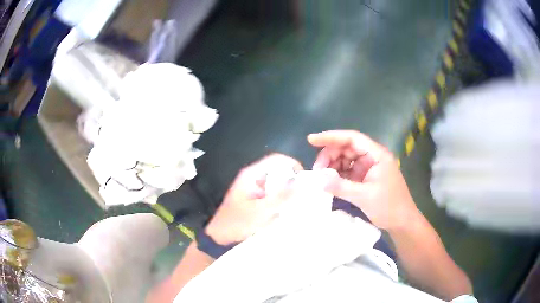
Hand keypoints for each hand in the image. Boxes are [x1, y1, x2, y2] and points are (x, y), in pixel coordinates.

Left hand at [205, 154, 302, 244]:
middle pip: (278, 172)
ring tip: (298, 205)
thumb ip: (282, 197)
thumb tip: (303, 183)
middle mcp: (254, 179)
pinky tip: (287, 213)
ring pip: (277, 186)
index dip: (292, 165)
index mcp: (252, 175)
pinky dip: (281, 202)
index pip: (277, 160)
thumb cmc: (237, 223)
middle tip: (304, 196)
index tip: (305, 180)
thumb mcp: (261, 211)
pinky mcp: (256, 201)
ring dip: (287, 194)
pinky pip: (273, 197)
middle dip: (292, 183)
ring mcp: (255, 190)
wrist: (219, 238)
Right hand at [308, 130, 419, 230]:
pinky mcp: (365, 178)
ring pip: (346, 160)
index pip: (352, 138)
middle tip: (317, 170)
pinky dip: (338, 175)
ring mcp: (369, 168)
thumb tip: (318, 179)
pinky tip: (329, 182)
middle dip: (330, 155)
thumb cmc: (389, 207)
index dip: (331, 137)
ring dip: (332, 166)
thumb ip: (341, 186)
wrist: (402, 222)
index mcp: (377, 155)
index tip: (311, 140)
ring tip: (322, 178)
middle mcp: (372, 157)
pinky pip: (348, 171)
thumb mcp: (364, 197)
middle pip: (347, 148)